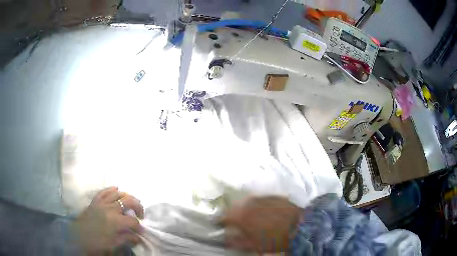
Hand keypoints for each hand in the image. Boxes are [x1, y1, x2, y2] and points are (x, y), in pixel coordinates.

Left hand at [71, 187, 143, 253]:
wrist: (79, 237)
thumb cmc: (97, 243)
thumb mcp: (113, 244)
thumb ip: (127, 238)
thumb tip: (137, 237)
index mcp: (115, 221)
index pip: (132, 221)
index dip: (139, 227)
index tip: (141, 232)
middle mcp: (109, 208)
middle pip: (128, 201)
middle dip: (138, 207)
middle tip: (140, 215)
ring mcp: (101, 202)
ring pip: (118, 193)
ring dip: (127, 197)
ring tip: (131, 204)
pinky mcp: (95, 200)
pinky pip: (104, 191)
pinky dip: (112, 189)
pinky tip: (117, 189)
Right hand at [221, 197, 300, 252]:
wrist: (300, 227)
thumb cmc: (275, 239)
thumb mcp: (253, 245)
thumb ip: (235, 241)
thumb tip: (225, 238)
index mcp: (241, 215)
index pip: (224, 216)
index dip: (222, 221)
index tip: (222, 225)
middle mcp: (249, 203)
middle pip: (235, 206)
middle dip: (234, 213)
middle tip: (237, 221)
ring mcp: (262, 197)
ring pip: (247, 201)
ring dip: (246, 208)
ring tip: (251, 216)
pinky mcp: (273, 195)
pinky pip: (260, 199)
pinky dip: (258, 205)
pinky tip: (264, 211)